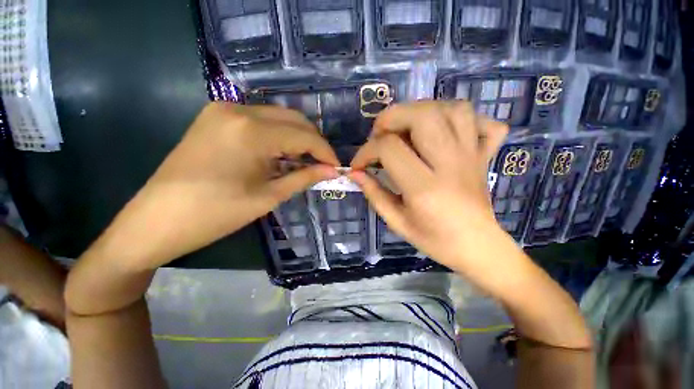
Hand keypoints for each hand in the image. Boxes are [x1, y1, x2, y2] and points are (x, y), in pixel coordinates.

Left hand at [97, 102, 338, 270]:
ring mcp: (223, 110)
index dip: (325, 151)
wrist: (156, 221)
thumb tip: (331, 171)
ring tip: (306, 161)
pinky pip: (260, 120)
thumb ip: (303, 177)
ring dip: (297, 138)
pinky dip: (278, 136)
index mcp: (251, 131)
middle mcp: (238, 109)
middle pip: (293, 119)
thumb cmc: (215, 214)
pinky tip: (283, 154)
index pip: (304, 135)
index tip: (336, 166)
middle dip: (313, 141)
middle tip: (323, 164)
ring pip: (277, 117)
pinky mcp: (215, 118)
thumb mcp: (268, 196)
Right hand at [349, 101, 508, 270]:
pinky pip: (480, 120)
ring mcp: (472, 156)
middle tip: (381, 135)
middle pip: (422, 116)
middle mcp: (450, 164)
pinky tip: (443, 130)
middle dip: (392, 118)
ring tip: (407, 129)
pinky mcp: (484, 155)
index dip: (366, 151)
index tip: (359, 164)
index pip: (389, 148)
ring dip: (422, 111)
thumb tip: (355, 173)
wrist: (477, 247)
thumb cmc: (434, 240)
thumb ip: (374, 194)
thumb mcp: (397, 222)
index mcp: (424, 187)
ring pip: (452, 109)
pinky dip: (460, 117)